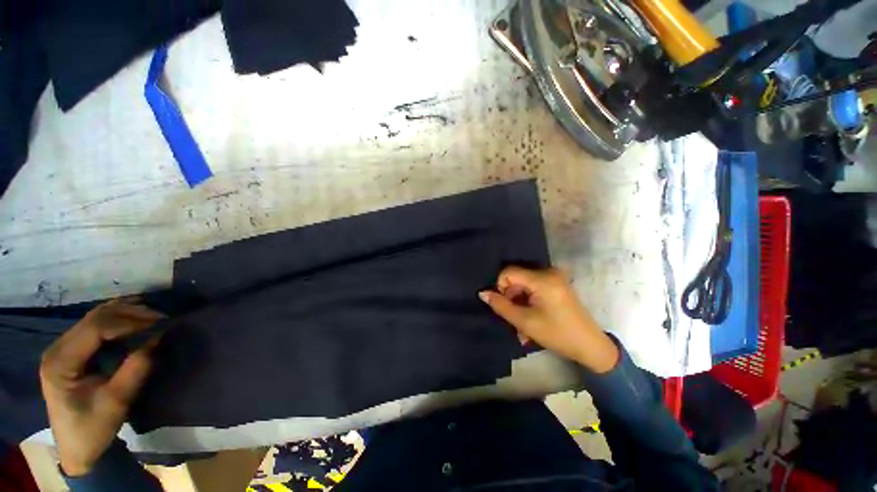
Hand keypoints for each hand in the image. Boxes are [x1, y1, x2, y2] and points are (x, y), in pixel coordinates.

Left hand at [39, 299, 162, 476]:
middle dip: (129, 314)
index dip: (128, 322)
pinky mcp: (71, 350)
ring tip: (152, 317)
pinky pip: (95, 325)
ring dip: (125, 314)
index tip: (159, 323)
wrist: (77, 448)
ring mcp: (62, 348)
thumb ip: (136, 368)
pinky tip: (134, 320)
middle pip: (94, 318)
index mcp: (61, 361)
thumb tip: (159, 338)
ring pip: (95, 317)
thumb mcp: (117, 401)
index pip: (95, 328)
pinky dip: (117, 319)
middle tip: (161, 317)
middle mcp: (57, 348)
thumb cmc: (93, 428)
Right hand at [479, 266, 618, 372]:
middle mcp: (549, 272)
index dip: (501, 287)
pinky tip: (530, 316)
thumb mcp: (524, 322)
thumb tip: (483, 293)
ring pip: (524, 283)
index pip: (509, 272)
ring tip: (522, 323)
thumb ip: (501, 305)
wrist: (590, 346)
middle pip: (516, 277)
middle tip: (514, 318)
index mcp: (542, 279)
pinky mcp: (557, 283)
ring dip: (519, 301)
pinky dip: (528, 300)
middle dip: (511, 296)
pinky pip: (534, 286)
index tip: (505, 305)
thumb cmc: (557, 334)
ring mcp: (555, 277)